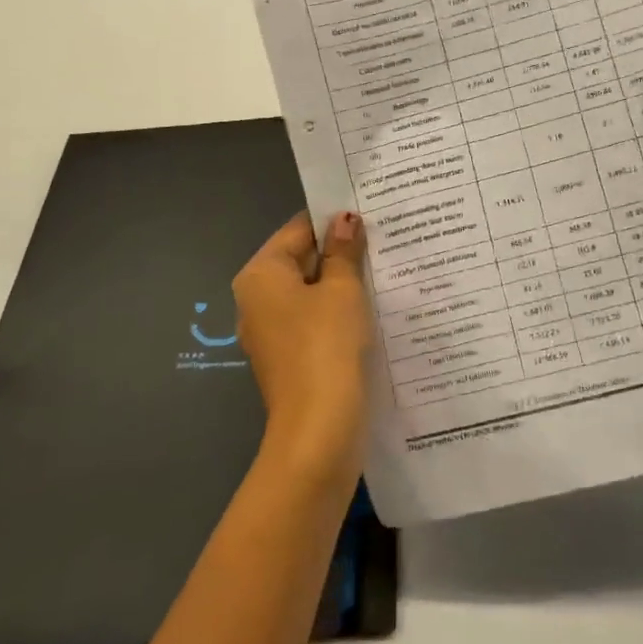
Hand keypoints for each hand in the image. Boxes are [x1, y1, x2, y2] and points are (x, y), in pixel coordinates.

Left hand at [232, 211, 371, 484]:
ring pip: (310, 293)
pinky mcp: (289, 357)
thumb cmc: (327, 345)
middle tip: (386, 240)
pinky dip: (338, 313)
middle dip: (341, 252)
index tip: (372, 215)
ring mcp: (271, 332)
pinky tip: (372, 310)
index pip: (298, 229)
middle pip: (302, 260)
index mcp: (261, 275)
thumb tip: (345, 218)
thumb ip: (343, 251)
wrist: (319, 428)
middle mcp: (256, 299)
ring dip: (343, 284)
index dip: (335, 220)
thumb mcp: (342, 290)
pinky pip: (313, 321)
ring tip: (385, 271)